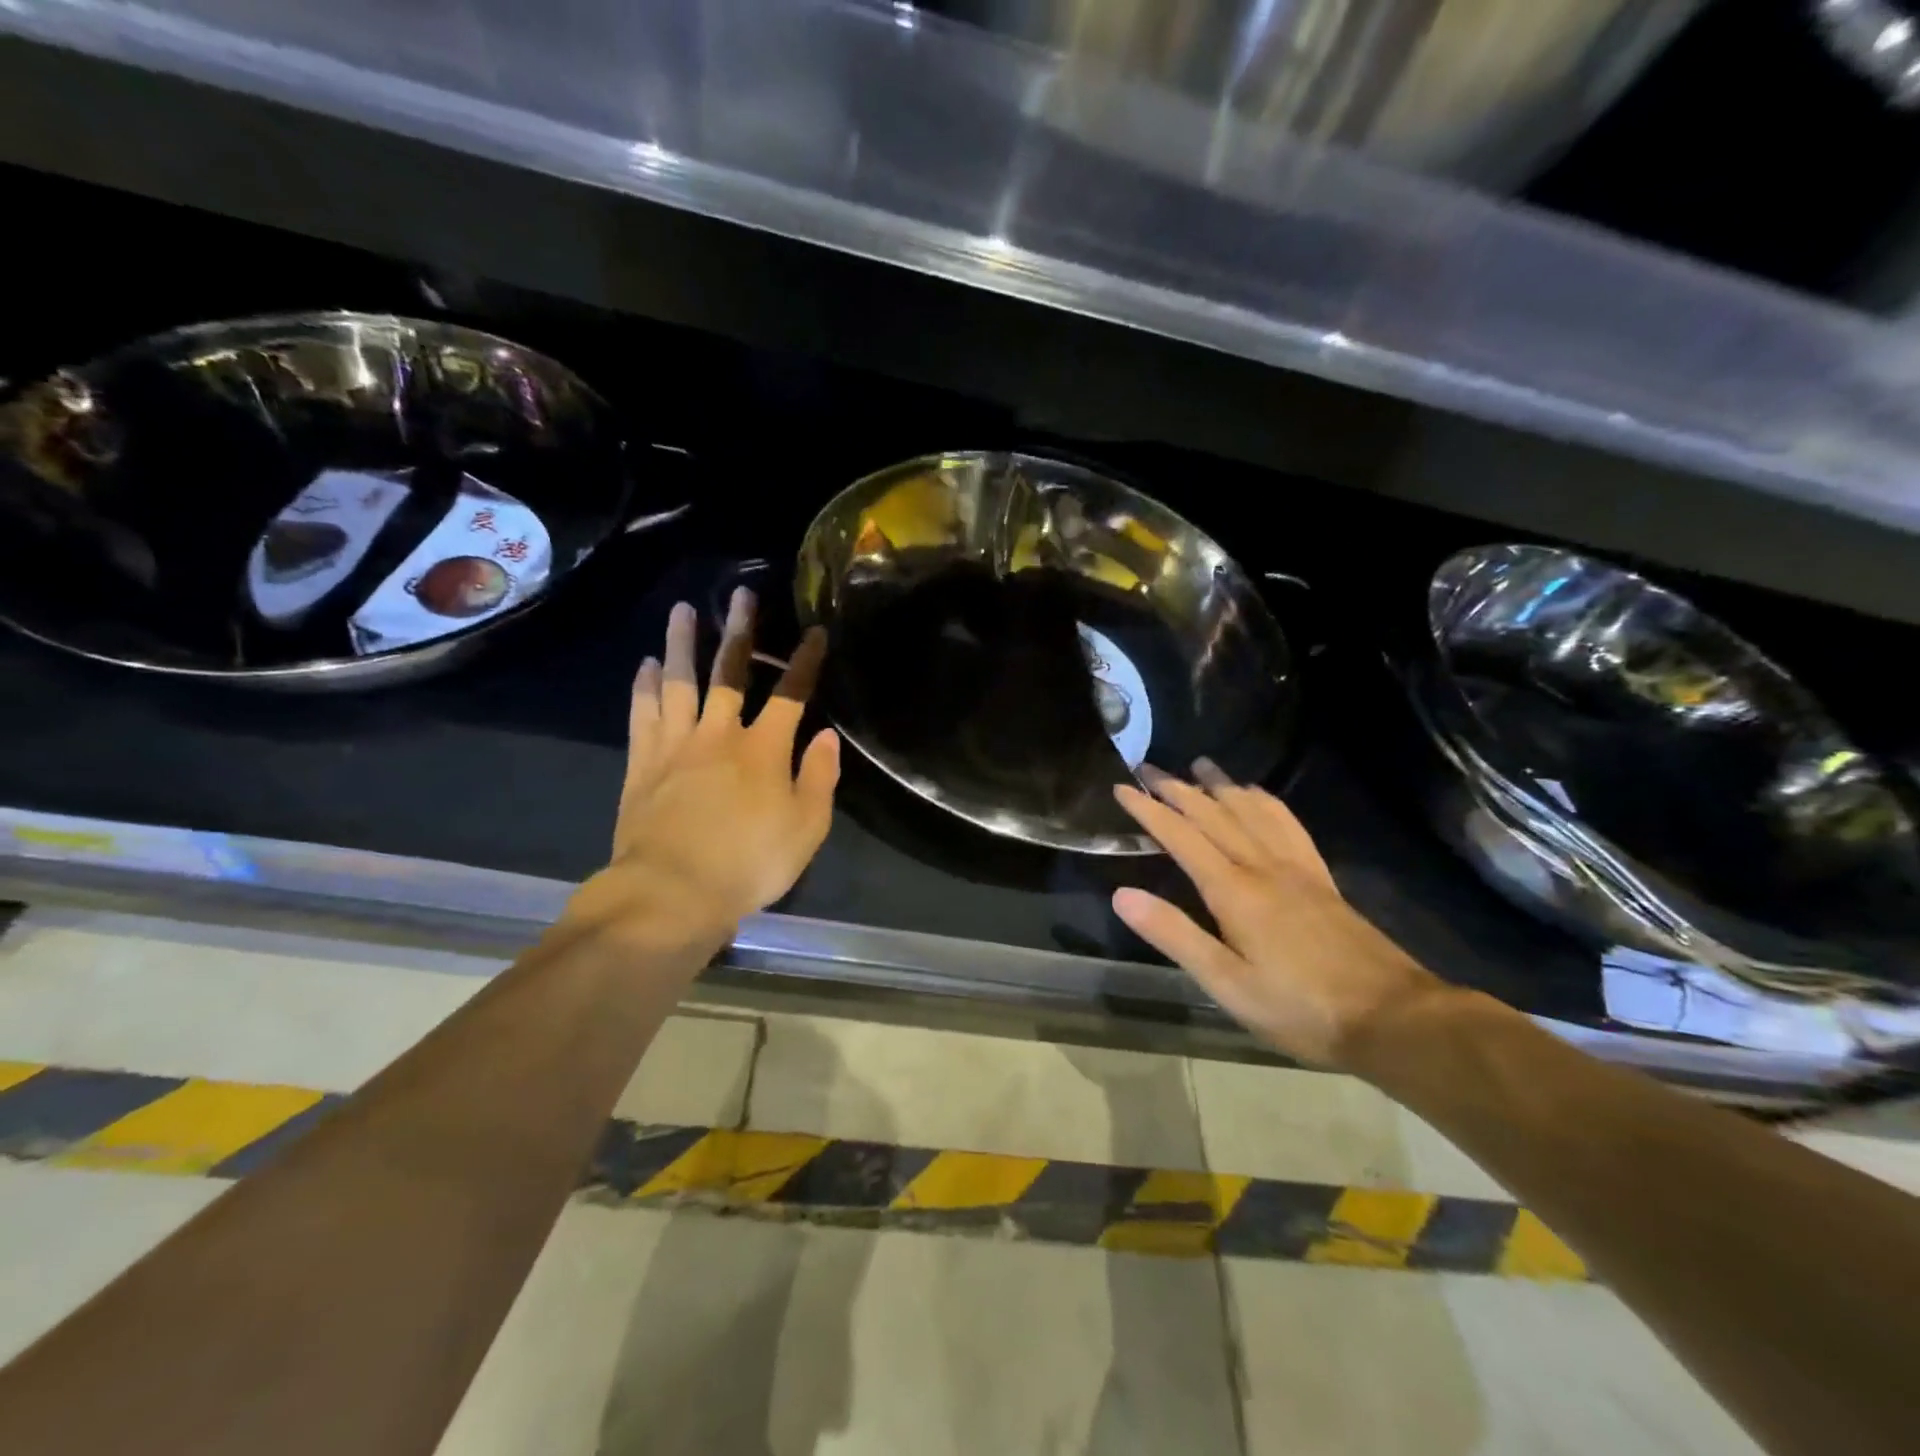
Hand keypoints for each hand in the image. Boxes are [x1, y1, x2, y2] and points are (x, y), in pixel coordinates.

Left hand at [563, 588, 838, 951]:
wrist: (672, 892)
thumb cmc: (749, 863)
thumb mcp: (806, 828)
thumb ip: (819, 779)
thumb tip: (827, 738)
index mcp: (764, 749)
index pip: (790, 695)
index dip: (805, 662)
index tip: (815, 632)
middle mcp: (719, 735)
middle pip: (730, 673)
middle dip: (739, 631)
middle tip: (740, 594)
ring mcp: (676, 746)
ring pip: (680, 683)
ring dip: (682, 644)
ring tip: (682, 610)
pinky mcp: (643, 764)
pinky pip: (643, 715)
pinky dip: (645, 688)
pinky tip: (647, 666)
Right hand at [1111, 761, 1451, 1066]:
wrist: (1393, 1019)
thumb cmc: (1300, 1009)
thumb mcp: (1227, 984)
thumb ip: (1174, 935)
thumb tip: (1121, 894)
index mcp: (1235, 891)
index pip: (1182, 837)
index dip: (1150, 811)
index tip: (1122, 788)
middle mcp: (1263, 867)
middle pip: (1215, 815)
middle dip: (1179, 789)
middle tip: (1150, 767)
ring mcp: (1297, 869)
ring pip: (1253, 812)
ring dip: (1222, 785)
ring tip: (1201, 765)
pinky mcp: (1321, 879)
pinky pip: (1289, 826)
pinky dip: (1267, 802)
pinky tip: (1260, 798)